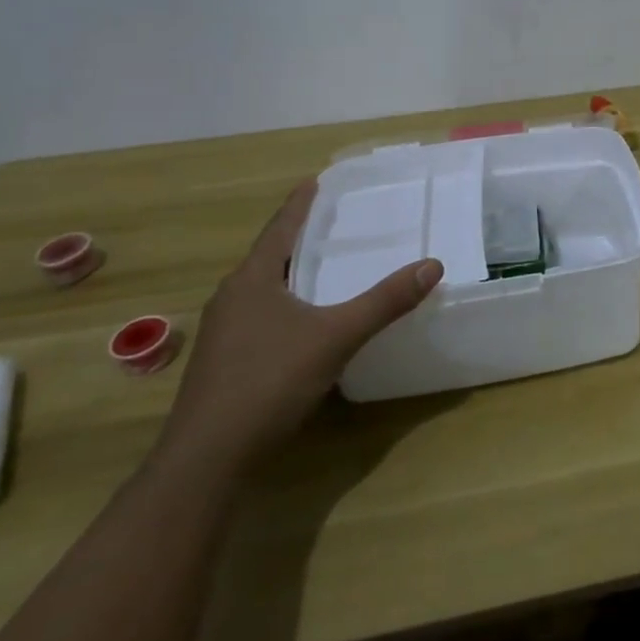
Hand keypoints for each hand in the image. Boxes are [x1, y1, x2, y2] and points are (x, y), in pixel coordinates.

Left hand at [153, 181, 442, 476]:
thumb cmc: (268, 382)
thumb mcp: (336, 337)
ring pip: (264, 289)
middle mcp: (231, 298)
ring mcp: (223, 333)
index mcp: (251, 280)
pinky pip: (261, 316)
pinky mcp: (225, 362)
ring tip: (325, 266)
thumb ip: (385, 302)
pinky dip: (287, 304)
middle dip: (299, 238)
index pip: (279, 228)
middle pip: (270, 256)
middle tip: (334, 222)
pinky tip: (307, 320)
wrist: (207, 459)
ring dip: (292, 273)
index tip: (316, 181)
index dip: (300, 204)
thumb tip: (432, 265)